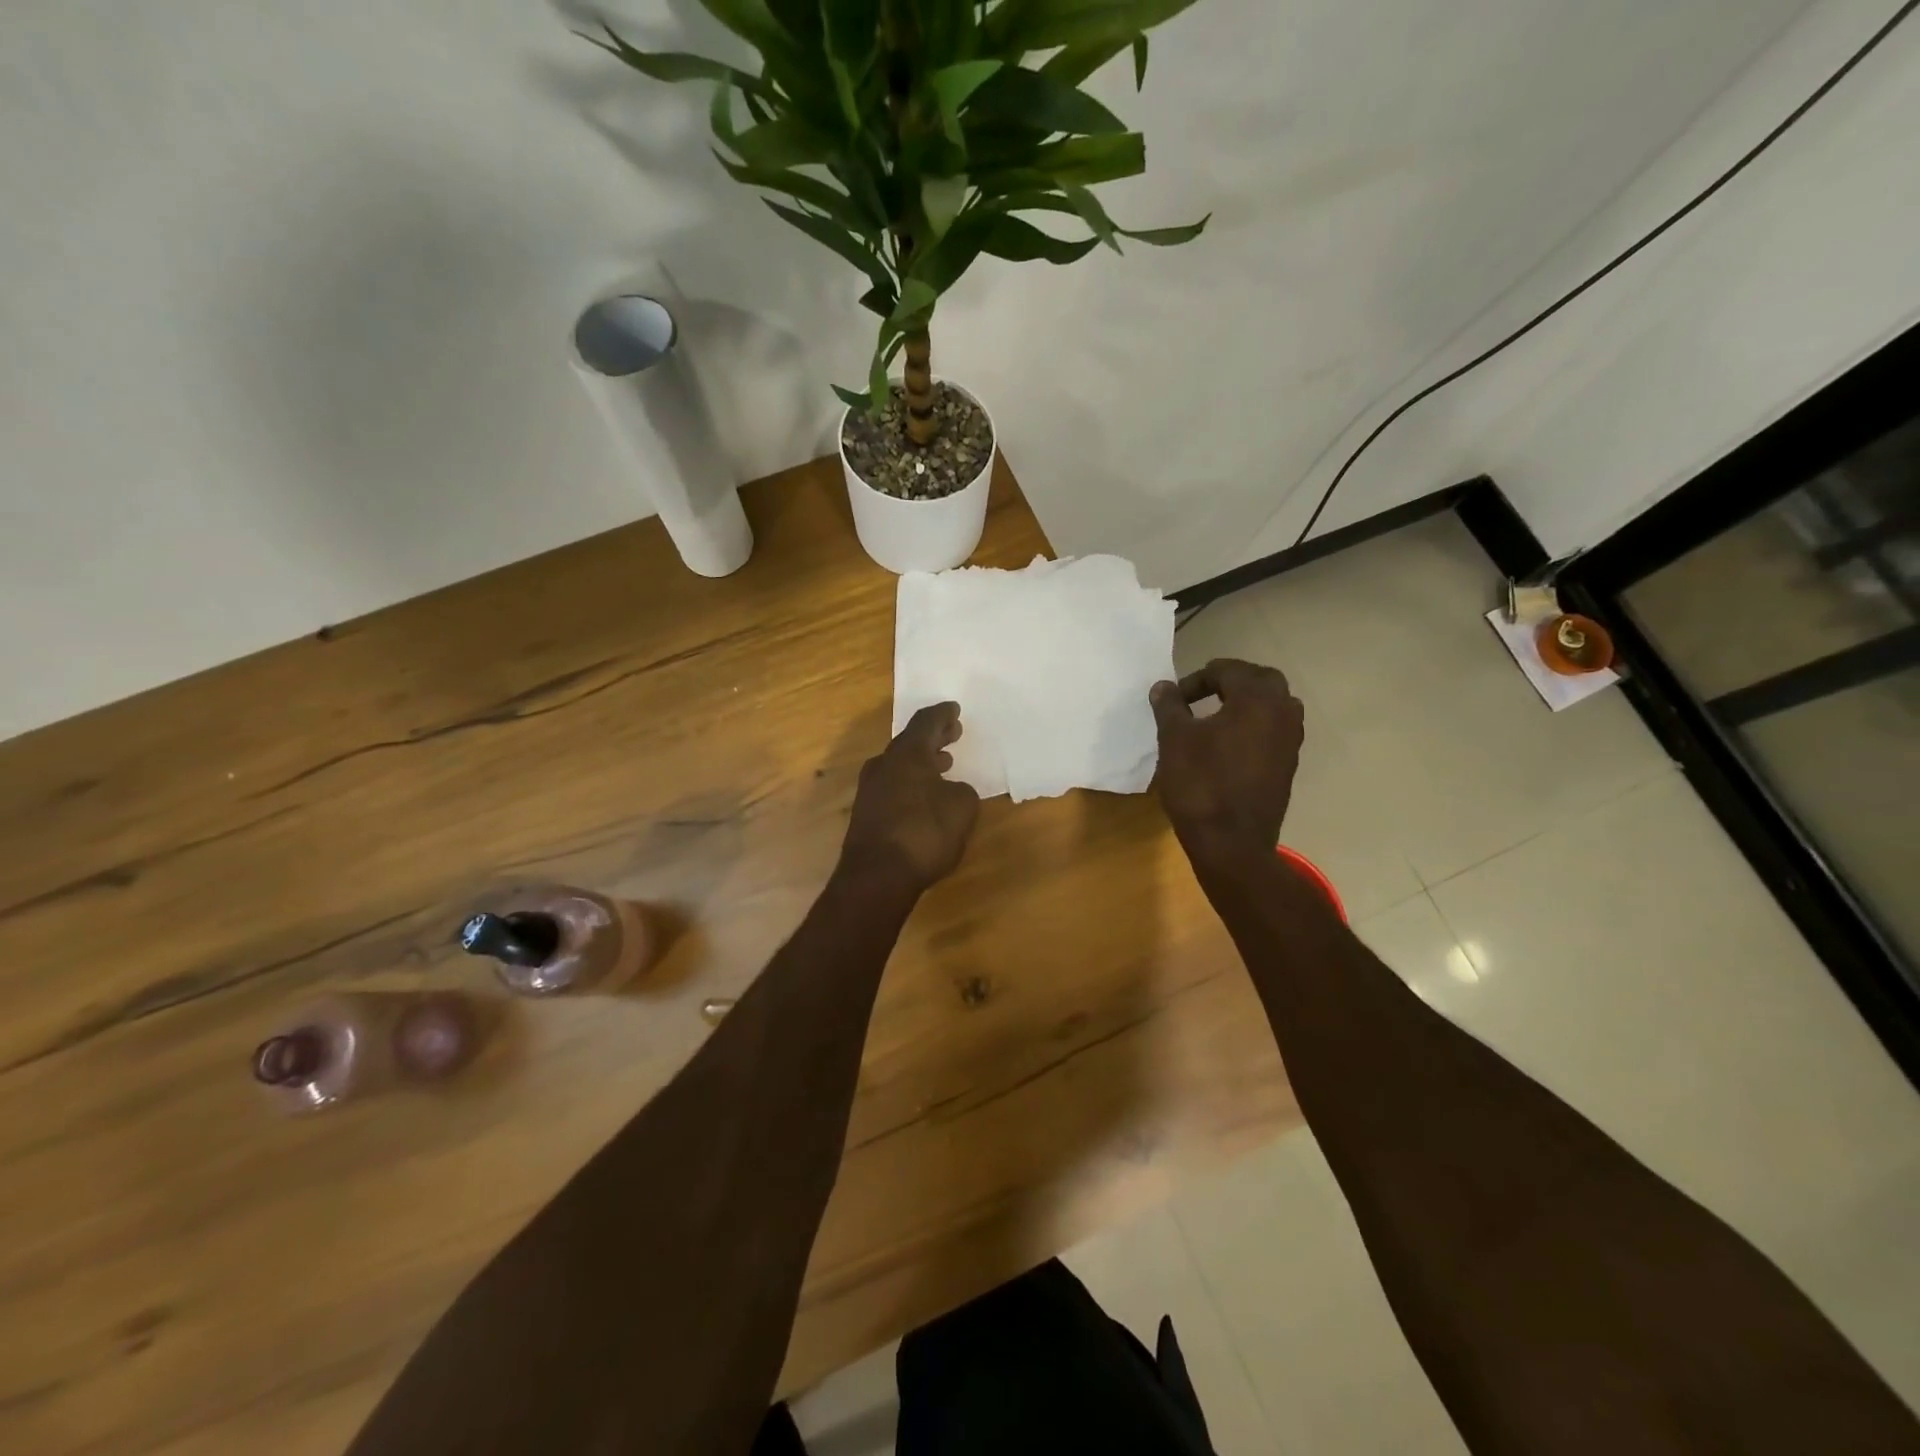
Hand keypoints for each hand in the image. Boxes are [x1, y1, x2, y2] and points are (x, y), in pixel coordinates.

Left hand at [841, 703, 980, 893]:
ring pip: (900, 765)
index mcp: (907, 754)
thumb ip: (961, 791)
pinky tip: (925, 796)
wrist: (876, 876)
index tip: (954, 709)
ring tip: (943, 764)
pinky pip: (893, 786)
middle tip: (952, 733)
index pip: (926, 722)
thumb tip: (950, 790)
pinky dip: (912, 783)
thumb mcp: (961, 808)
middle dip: (933, 738)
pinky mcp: (866, 814)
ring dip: (922, 762)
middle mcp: (884, 765)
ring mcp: (870, 790)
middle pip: (910, 742)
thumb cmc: (924, 833)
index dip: (942, 715)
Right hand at [1150, 659, 1305, 864]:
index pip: (1228, 670)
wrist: (1231, 843)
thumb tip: (1164, 686)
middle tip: (1201, 695)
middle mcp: (1283, 713)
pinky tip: (1229, 745)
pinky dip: (1254, 727)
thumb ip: (1170, 707)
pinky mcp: (1288, 766)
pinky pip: (1274, 731)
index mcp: (1257, 699)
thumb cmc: (1200, 784)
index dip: (1196, 679)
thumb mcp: (1174, 740)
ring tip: (1216, 717)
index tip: (1174, 699)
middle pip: (1261, 681)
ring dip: (1247, 703)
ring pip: (1274, 706)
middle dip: (1230, 681)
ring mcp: (1291, 741)